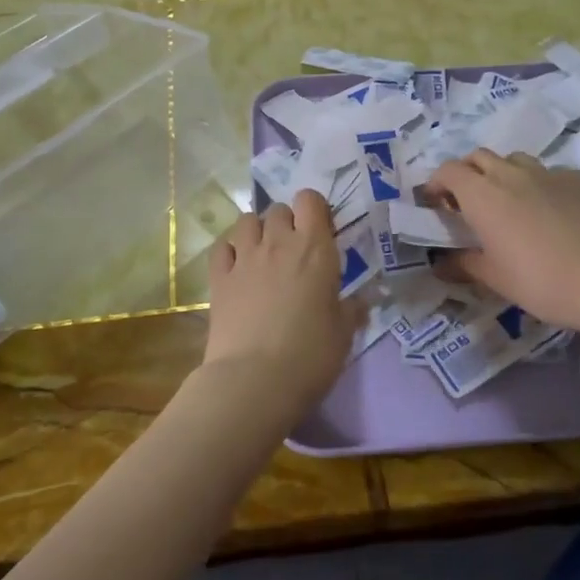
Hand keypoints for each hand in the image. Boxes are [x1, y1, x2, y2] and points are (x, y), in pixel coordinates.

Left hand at [201, 189, 361, 421]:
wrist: (254, 379)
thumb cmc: (310, 355)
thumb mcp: (344, 333)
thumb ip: (351, 309)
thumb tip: (360, 300)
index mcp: (314, 248)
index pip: (310, 200)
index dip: (315, 210)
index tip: (321, 232)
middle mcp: (278, 242)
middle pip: (278, 209)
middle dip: (287, 222)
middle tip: (294, 250)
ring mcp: (244, 257)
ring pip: (246, 220)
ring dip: (257, 230)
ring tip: (264, 254)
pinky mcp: (218, 277)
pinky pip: (222, 246)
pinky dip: (230, 250)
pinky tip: (237, 267)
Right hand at [425, 151, 579, 334]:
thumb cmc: (540, 280)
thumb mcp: (494, 279)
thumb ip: (463, 264)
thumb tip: (441, 263)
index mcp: (482, 195)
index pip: (448, 171)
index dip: (436, 183)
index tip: (435, 204)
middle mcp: (510, 174)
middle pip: (478, 156)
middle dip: (466, 173)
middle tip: (467, 202)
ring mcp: (546, 173)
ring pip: (513, 159)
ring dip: (500, 172)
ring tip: (506, 200)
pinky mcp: (576, 181)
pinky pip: (546, 173)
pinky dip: (535, 183)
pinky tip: (545, 209)